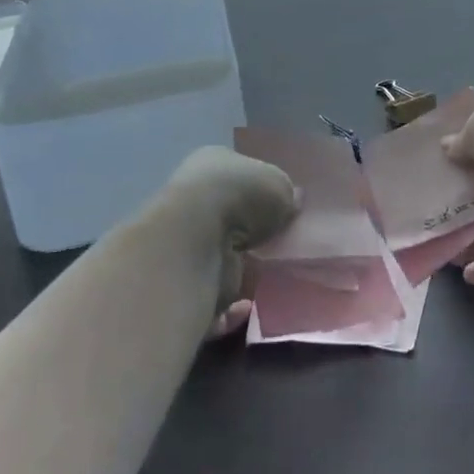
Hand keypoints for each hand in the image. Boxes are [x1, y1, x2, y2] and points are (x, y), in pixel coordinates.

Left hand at [157, 147, 298, 337]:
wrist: (196, 240)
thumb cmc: (240, 196)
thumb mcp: (278, 184)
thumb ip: (287, 195)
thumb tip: (292, 202)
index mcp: (211, 164)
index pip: (239, 175)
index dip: (260, 191)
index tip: (282, 211)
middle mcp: (193, 199)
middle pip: (229, 218)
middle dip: (252, 234)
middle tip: (280, 247)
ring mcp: (185, 242)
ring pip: (219, 258)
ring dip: (242, 270)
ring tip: (271, 278)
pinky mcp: (182, 283)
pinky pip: (210, 298)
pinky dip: (230, 308)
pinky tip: (249, 306)